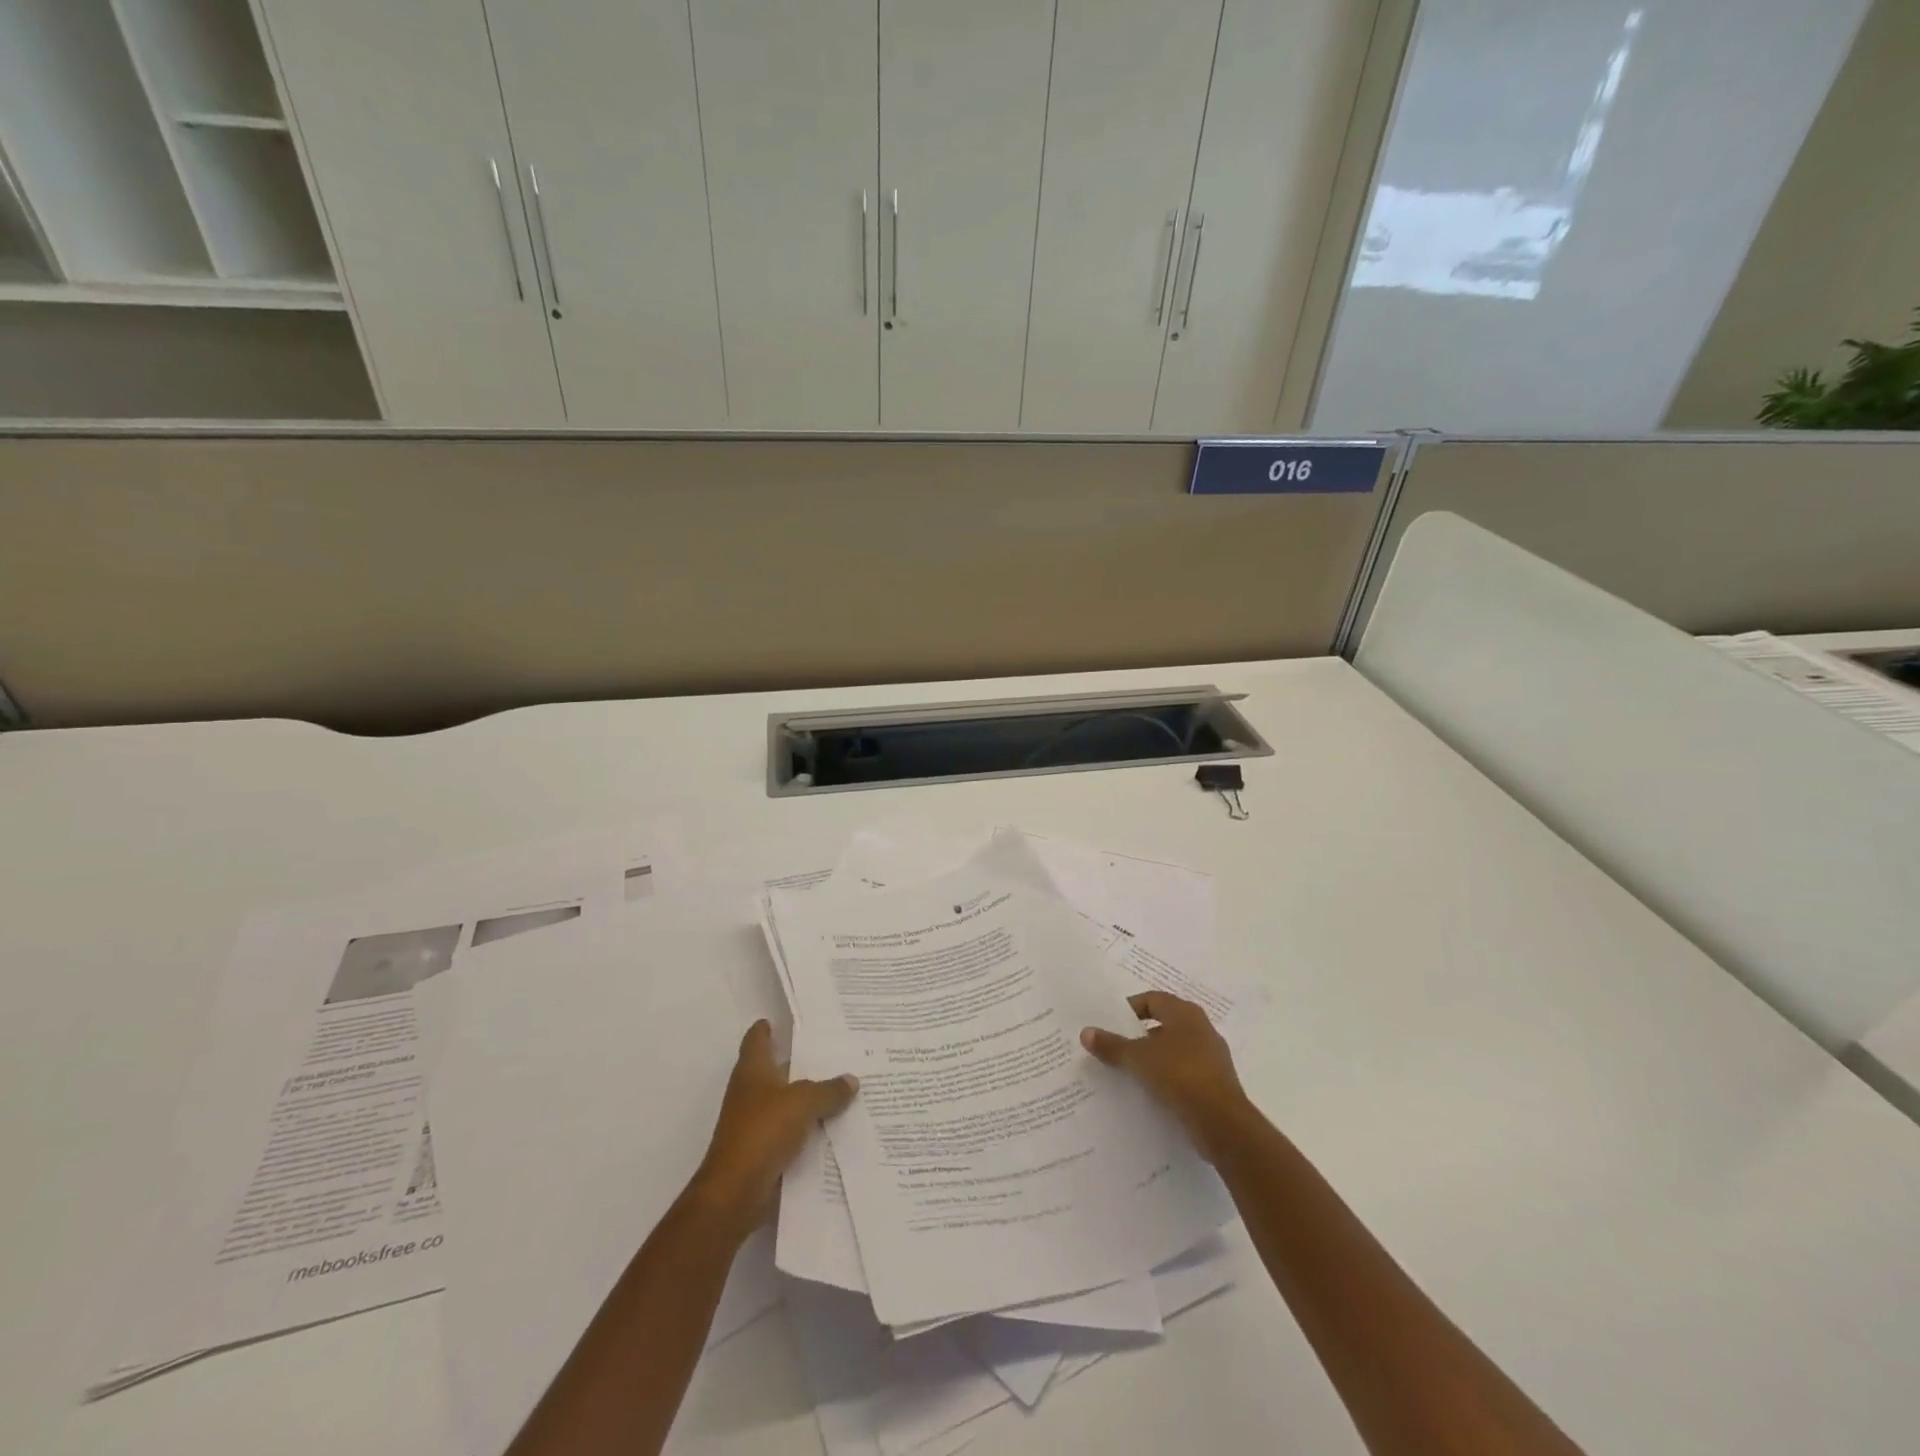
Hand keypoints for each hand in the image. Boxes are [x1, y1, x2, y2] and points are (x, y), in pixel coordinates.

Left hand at [688, 1020, 857, 1238]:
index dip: (767, 1028)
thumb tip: (851, 1080)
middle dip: (800, 1063)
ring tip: (842, 1088)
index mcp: (753, 1070)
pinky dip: (807, 1128)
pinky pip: (790, 1132)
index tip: (784, 1020)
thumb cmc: (763, 1132)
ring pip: (786, 1102)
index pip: (757, 1039)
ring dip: (807, 1098)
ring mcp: (754, 1123)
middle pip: (776, 1070)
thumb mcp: (803, 1103)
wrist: (734, 1193)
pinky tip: (833, 1127)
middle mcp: (750, 1092)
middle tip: (834, 1052)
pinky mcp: (762, 1151)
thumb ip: (828, 1090)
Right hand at [1082, 991, 1248, 1161]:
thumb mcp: (1138, 1058)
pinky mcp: (1215, 1083)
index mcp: (1185, 1013)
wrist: (1222, 1122)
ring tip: (1128, 1072)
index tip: (1110, 1024)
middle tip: (1115, 1047)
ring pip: (1174, 1050)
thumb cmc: (1179, 1075)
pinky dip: (1167, 1078)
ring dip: (1153, 1058)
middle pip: (1163, 1024)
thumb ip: (1112, 1045)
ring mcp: (1211, 1056)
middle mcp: (1201, 1028)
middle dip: (1138, 1035)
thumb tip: (1085, 1032)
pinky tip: (1151, 1093)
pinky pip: (1184, 1072)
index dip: (1129, 1009)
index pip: (1152, 1000)